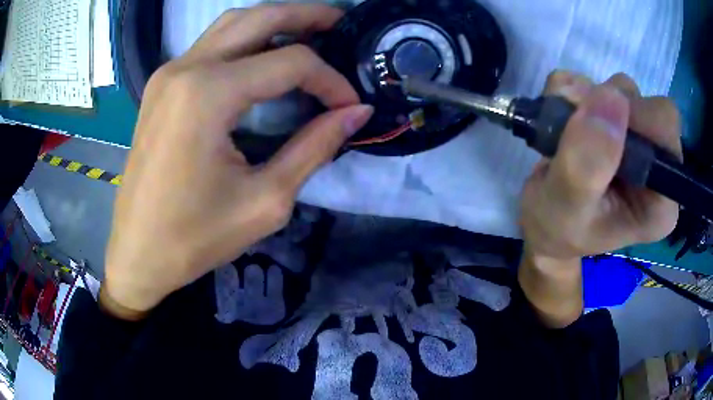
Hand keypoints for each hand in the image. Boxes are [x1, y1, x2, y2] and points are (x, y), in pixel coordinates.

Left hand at [103, 4, 372, 318]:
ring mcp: (169, 72)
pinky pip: (211, 44)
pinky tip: (265, 56)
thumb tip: (356, 113)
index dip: (330, 80)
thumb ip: (314, 147)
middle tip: (341, 23)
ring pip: (232, 23)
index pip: (290, 62)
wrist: (138, 253)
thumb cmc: (195, 238)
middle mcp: (186, 68)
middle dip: (307, 15)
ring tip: (309, 32)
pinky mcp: (162, 85)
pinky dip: (246, 39)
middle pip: (259, 17)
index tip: (350, 105)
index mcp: (208, 94)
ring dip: (274, 21)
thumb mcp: (266, 200)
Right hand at [521, 71, 681, 260]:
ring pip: (622, 89)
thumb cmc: (556, 229)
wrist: (542, 223)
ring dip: (585, 97)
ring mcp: (641, 140)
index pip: (666, 127)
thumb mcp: (568, 208)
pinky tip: (562, 116)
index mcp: (661, 201)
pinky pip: (599, 82)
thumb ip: (589, 164)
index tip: (594, 128)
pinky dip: (572, 89)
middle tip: (574, 130)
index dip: (631, 117)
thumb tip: (611, 96)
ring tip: (563, 129)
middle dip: (606, 106)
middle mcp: (659, 167)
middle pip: (647, 103)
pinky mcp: (621, 122)